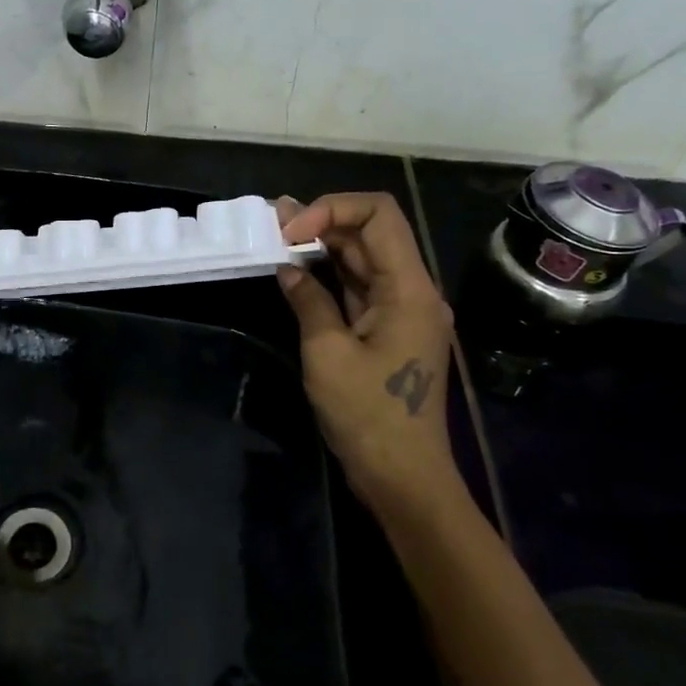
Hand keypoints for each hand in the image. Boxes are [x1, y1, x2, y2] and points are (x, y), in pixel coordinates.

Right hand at [276, 193, 462, 520]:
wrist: (403, 477)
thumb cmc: (367, 415)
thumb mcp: (327, 353)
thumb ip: (309, 300)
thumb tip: (289, 269)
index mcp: (409, 289)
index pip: (379, 215)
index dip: (332, 208)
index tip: (291, 231)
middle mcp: (413, 291)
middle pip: (372, 233)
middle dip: (323, 220)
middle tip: (273, 224)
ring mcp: (403, 311)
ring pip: (364, 259)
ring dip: (324, 245)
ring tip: (278, 236)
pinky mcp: (390, 330)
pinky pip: (361, 288)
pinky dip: (330, 275)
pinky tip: (298, 270)